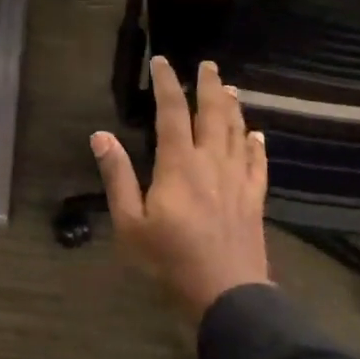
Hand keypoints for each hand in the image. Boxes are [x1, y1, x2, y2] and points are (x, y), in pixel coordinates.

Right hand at [92, 58, 270, 317]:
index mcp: (179, 164)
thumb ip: (117, 177)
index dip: (167, 84)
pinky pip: (259, 164)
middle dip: (208, 86)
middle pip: (213, 114)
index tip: (162, 61)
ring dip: (233, 108)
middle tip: (208, 64)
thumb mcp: (130, 223)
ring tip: (229, 88)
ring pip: (238, 133)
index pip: (172, 112)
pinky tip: (258, 136)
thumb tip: (100, 136)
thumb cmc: (170, 260)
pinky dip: (257, 146)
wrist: (227, 297)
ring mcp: (237, 180)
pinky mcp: (254, 200)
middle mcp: (212, 163)